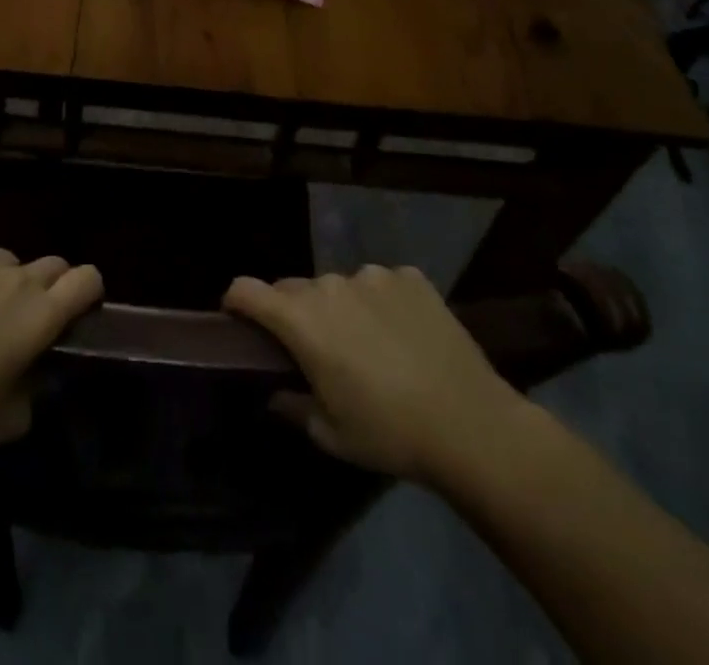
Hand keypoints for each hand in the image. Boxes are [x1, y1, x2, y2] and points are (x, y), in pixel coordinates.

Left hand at [0, 242, 103, 460]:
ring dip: (2, 281)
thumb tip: (40, 361)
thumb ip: (39, 381)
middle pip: (52, 264)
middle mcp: (14, 277)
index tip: (78, 309)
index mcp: (39, 314)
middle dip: (49, 287)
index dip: (89, 292)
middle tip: (23, 318)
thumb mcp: (14, 418)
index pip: (88, 278)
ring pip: (4, 260)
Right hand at [223, 265, 528, 485]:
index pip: (247, 289)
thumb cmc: (389, 433)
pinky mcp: (410, 277)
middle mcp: (330, 285)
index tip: (239, 319)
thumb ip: (292, 405)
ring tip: (369, 344)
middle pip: (295, 288)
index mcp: (302, 320)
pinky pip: (382, 284)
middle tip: (315, 349)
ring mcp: (373, 276)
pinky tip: (405, 335)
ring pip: (340, 286)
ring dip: (341, 307)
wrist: (472, 425)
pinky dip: (382, 303)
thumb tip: (274, 392)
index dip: (236, 301)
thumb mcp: (330, 434)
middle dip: (294, 313)